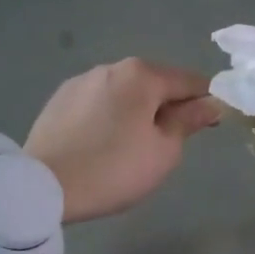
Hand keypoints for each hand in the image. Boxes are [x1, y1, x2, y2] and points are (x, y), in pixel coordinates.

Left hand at [25, 59, 221, 222]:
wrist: (43, 186)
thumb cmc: (114, 170)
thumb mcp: (164, 151)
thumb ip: (189, 121)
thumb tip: (212, 103)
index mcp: (142, 75)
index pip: (190, 81)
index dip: (206, 102)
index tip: (209, 127)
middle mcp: (111, 66)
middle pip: (155, 84)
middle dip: (167, 107)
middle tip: (167, 145)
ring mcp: (81, 80)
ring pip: (124, 93)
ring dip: (136, 112)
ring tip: (130, 148)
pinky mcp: (59, 99)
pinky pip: (98, 103)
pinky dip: (109, 117)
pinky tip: (101, 145)